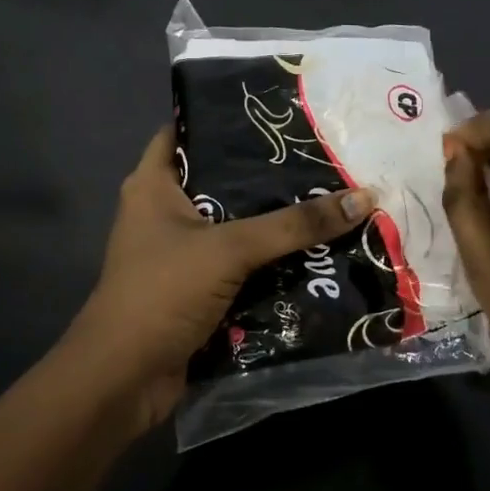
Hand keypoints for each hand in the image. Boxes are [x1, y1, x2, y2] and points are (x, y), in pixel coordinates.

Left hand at [60, 125, 376, 434]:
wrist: (123, 381)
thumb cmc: (163, 293)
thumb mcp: (230, 249)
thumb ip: (294, 225)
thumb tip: (365, 197)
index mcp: (154, 184)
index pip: (188, 129)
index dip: (227, 115)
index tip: (277, 109)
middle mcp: (165, 211)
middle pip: (223, 179)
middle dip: (269, 173)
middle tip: (323, 153)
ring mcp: (182, 252)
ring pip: (237, 224)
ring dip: (277, 220)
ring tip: (333, 194)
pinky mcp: (199, 288)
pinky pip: (242, 263)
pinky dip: (272, 259)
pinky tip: (317, 248)